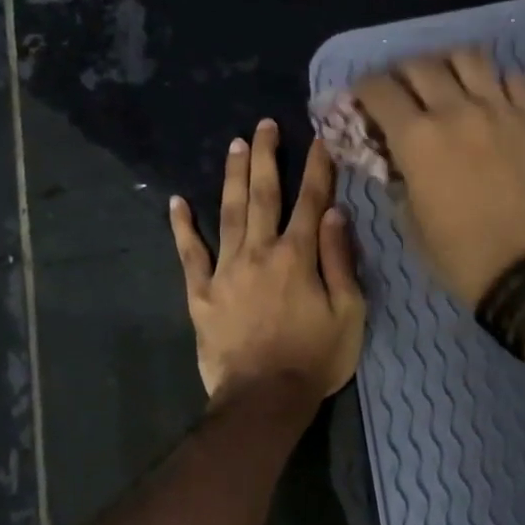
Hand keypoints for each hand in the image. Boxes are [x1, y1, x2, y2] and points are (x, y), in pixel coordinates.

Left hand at [169, 119, 365, 405]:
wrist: (264, 399)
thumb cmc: (315, 359)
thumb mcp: (348, 313)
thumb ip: (339, 260)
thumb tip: (334, 213)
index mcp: (298, 256)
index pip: (311, 201)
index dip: (317, 168)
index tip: (319, 138)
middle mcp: (260, 252)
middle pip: (263, 195)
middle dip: (266, 157)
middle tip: (264, 125)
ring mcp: (225, 270)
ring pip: (228, 213)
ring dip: (232, 177)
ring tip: (234, 145)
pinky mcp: (201, 293)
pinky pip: (189, 254)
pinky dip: (182, 227)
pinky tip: (176, 202)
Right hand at [353, 49, 524, 306]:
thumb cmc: (460, 257)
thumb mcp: (410, 222)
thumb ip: (396, 179)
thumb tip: (392, 158)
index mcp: (417, 139)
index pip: (379, 90)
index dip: (363, 90)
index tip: (361, 100)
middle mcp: (456, 110)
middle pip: (420, 65)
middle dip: (401, 74)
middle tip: (401, 92)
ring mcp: (501, 110)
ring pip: (468, 57)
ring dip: (448, 65)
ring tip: (446, 84)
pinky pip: (514, 79)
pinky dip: (496, 82)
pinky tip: (491, 100)